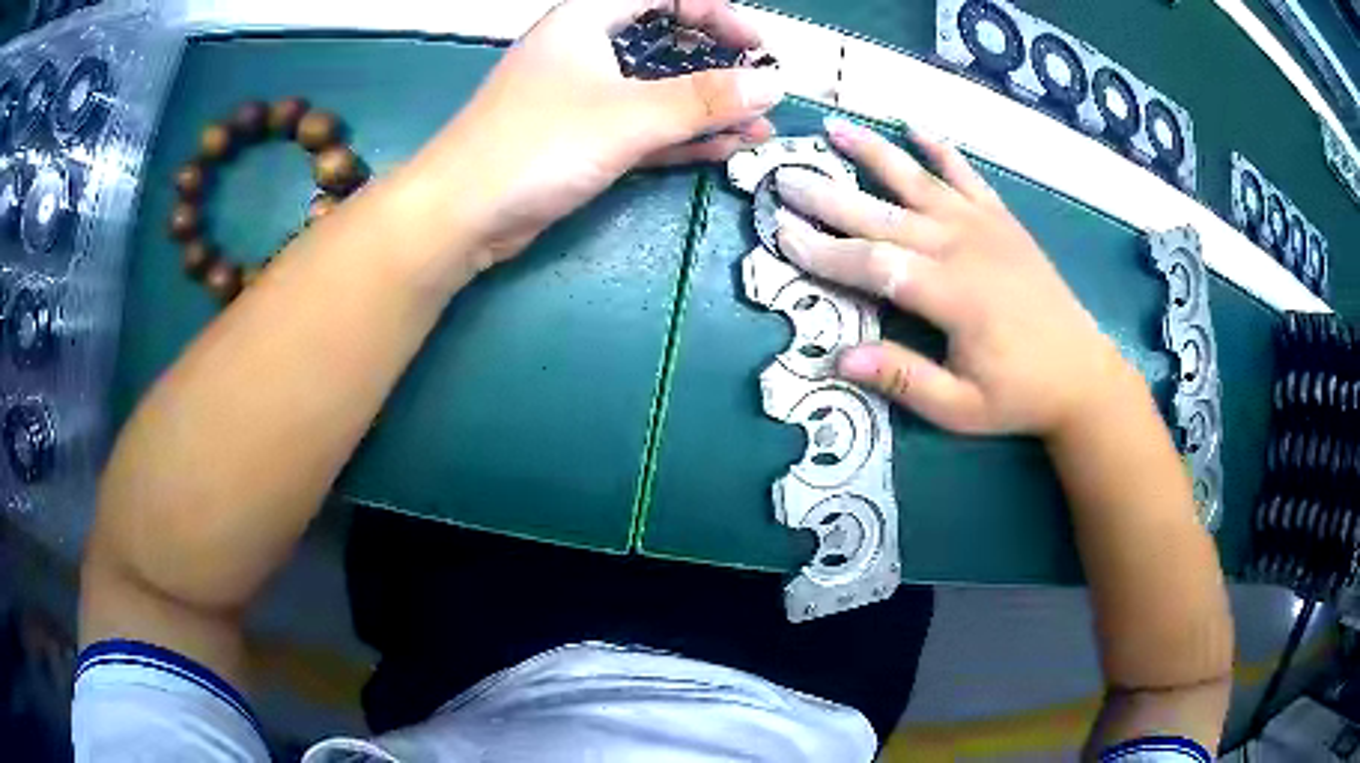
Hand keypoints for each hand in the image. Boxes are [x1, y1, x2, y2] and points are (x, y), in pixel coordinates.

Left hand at [430, 0, 783, 267]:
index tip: (754, 46)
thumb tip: (772, 84)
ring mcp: (582, 98)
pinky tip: (723, 149)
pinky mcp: (581, 141)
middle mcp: (585, 52)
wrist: (460, 215)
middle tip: (760, 91)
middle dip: (717, 67)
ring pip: (656, 92)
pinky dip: (680, 137)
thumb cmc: (536, 145)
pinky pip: (642, 128)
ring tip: (758, 130)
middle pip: (664, 44)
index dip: (713, 14)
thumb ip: (702, 99)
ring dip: (706, 110)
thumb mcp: (626, 115)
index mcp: (586, 21)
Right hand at [774, 117, 1132, 437]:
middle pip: (885, 214)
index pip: (873, 264)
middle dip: (830, 196)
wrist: (1083, 374)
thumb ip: (904, 379)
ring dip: (875, 153)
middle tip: (785, 177)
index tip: (782, 233)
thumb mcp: (961, 408)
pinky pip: (968, 175)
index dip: (824, 250)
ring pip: (920, 180)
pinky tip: (914, 127)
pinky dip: (941, 150)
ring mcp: (985, 226)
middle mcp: (963, 246)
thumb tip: (839, 359)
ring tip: (834, 127)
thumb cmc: (1020, 395)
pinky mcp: (1003, 220)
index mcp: (952, 294)